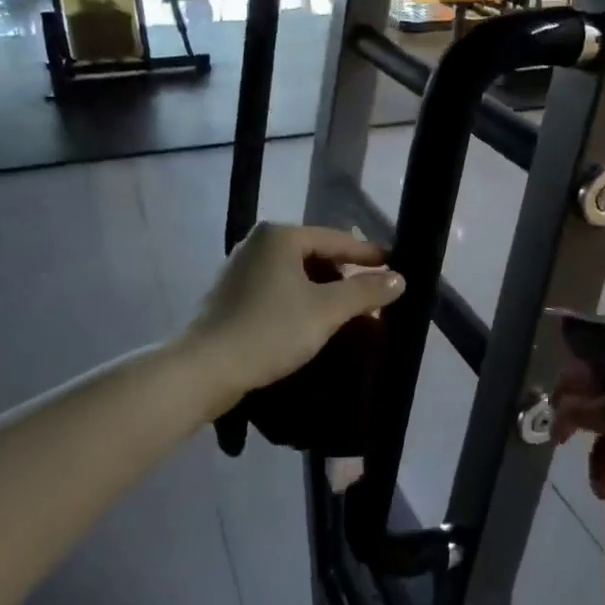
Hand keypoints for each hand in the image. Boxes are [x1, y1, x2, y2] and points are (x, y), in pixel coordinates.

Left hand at [187, 223, 404, 411]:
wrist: (205, 368)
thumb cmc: (270, 331)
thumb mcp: (326, 311)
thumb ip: (365, 291)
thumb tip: (399, 279)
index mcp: (280, 236)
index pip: (338, 240)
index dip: (369, 256)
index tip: (396, 267)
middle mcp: (259, 243)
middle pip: (317, 255)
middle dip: (346, 278)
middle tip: (373, 300)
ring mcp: (241, 268)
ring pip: (298, 275)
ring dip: (325, 293)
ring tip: (348, 315)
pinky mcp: (232, 295)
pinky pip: (279, 290)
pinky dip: (301, 302)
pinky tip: (313, 324)